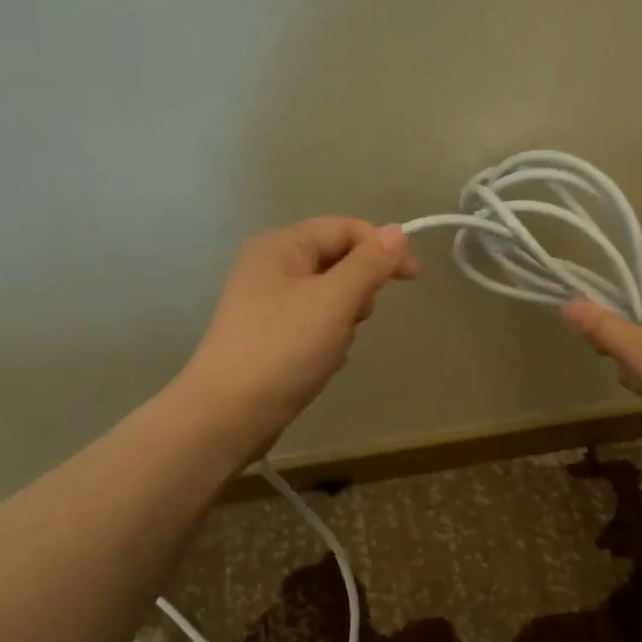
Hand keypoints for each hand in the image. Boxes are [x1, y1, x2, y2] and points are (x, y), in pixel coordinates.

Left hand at [181, 217, 416, 450]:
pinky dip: (327, 340)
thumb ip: (369, 264)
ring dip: (344, 320)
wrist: (228, 413)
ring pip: (329, 297)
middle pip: (337, 261)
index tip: (413, 279)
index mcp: (281, 246)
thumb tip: (398, 231)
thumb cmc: (284, 348)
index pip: (344, 228)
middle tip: (357, 317)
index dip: (383, 247)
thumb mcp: (334, 301)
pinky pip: (313, 325)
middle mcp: (270, 266)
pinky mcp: (268, 336)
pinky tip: (322, 363)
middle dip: (358, 289)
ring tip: (333, 346)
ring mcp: (266, 303)